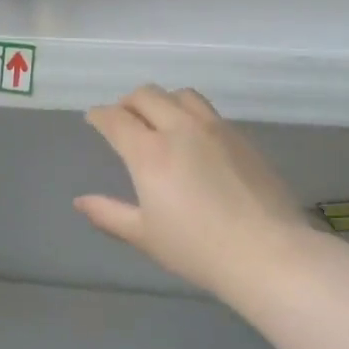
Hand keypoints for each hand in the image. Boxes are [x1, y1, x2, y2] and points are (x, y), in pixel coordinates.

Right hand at [76, 86, 306, 297]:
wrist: (268, 253)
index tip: (94, 118)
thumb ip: (109, 214)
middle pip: (147, 95)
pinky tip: (194, 139)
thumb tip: (81, 201)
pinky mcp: (243, 138)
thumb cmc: (198, 249)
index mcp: (150, 152)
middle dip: (128, 102)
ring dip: (162, 101)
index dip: (99, 115)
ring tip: (159, 121)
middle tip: (123, 119)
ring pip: (182, 95)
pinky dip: (190, 114)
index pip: (116, 119)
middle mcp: (180, 129)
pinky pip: (209, 112)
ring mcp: (216, 129)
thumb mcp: (145, 235)